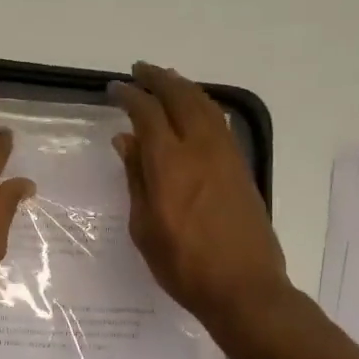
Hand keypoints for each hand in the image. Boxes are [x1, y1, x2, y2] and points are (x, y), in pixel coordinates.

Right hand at [110, 62, 291, 341]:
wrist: (243, 288)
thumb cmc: (184, 266)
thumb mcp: (145, 227)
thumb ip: (136, 178)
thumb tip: (126, 140)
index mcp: (169, 164)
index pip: (147, 113)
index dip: (129, 96)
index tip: (114, 89)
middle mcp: (200, 149)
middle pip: (180, 97)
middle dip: (158, 79)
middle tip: (140, 70)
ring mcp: (226, 156)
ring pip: (205, 105)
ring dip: (183, 87)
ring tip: (166, 81)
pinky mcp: (241, 168)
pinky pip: (220, 123)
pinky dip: (203, 106)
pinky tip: (196, 110)